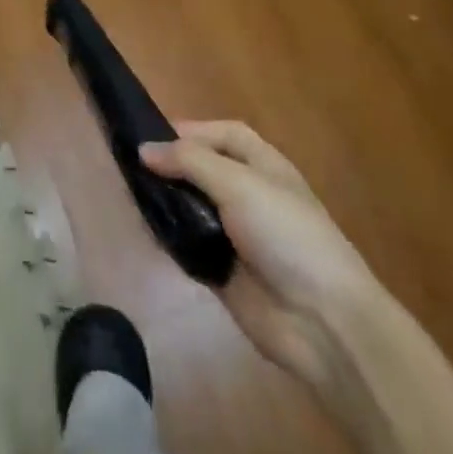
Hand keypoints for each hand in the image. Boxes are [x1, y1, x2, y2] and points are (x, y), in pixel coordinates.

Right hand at [141, 121, 373, 386]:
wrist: (323, 323)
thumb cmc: (286, 234)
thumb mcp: (239, 184)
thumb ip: (189, 161)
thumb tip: (144, 149)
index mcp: (262, 165)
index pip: (223, 134)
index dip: (190, 130)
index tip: (150, 135)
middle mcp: (248, 193)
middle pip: (202, 168)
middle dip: (170, 165)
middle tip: (129, 165)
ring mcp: (234, 234)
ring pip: (190, 205)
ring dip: (165, 200)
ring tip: (129, 194)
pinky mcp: (222, 270)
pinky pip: (188, 244)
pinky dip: (168, 236)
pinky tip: (145, 229)